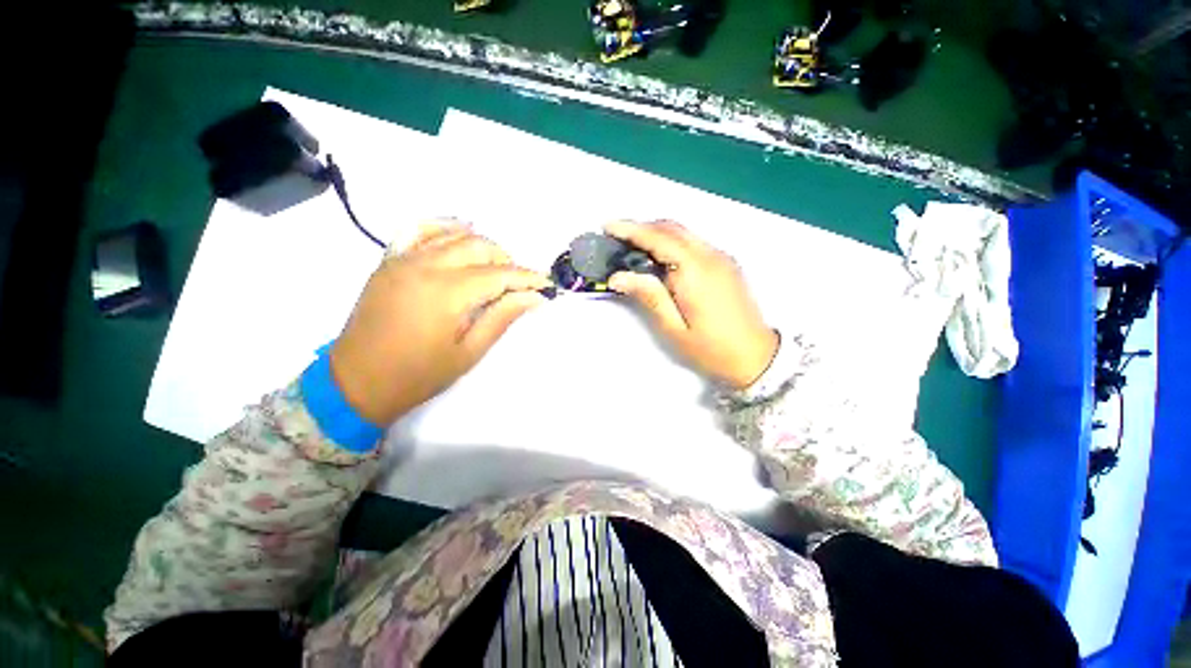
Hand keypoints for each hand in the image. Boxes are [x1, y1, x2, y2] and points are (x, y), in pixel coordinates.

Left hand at [330, 221, 550, 424]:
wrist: (356, 382)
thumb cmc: (418, 374)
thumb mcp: (469, 352)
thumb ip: (502, 318)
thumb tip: (534, 297)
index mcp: (448, 292)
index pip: (499, 274)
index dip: (527, 277)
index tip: (546, 284)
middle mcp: (425, 265)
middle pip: (479, 247)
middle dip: (507, 260)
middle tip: (518, 283)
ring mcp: (403, 259)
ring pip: (454, 235)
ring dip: (482, 246)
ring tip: (494, 267)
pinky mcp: (389, 261)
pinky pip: (418, 230)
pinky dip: (443, 229)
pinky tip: (458, 239)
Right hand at [605, 220, 778, 388]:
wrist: (757, 357)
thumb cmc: (711, 349)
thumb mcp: (674, 329)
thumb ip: (649, 297)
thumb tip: (617, 276)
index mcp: (696, 272)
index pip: (659, 239)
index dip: (631, 229)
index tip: (607, 226)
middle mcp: (711, 256)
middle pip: (672, 228)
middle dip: (642, 227)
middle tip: (616, 237)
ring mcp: (721, 257)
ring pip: (683, 233)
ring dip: (656, 233)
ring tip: (632, 245)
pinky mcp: (726, 264)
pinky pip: (693, 242)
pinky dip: (671, 242)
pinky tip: (659, 257)